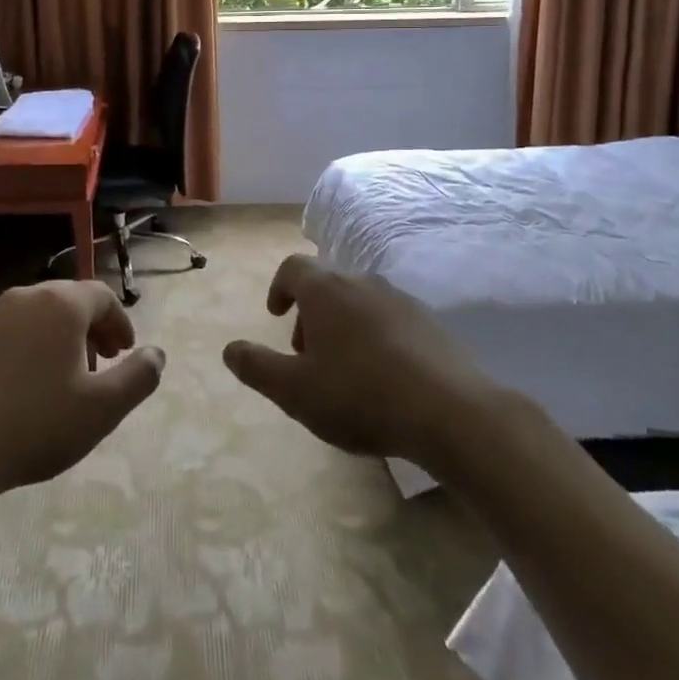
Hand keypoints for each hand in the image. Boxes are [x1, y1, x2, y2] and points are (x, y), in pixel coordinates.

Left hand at [0, 280, 163, 539]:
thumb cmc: (36, 424)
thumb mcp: (102, 409)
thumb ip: (138, 377)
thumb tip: (157, 354)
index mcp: (61, 304)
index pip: (102, 296)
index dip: (120, 323)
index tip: (125, 354)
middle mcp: (25, 297)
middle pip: (68, 302)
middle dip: (90, 329)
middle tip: (99, 365)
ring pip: (34, 317)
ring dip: (55, 339)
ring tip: (60, 378)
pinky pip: (5, 335)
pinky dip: (23, 350)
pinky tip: (18, 388)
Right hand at [222, 253, 484, 466]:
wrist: (450, 412)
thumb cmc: (360, 396)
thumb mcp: (295, 391)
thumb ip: (257, 367)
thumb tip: (229, 349)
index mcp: (326, 290)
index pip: (293, 268)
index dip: (279, 288)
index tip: (276, 316)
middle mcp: (362, 282)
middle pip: (326, 284)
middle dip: (310, 313)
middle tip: (306, 355)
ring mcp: (400, 299)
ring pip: (358, 300)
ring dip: (342, 325)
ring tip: (343, 370)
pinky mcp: (429, 322)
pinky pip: (388, 318)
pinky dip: (374, 335)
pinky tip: (381, 377)